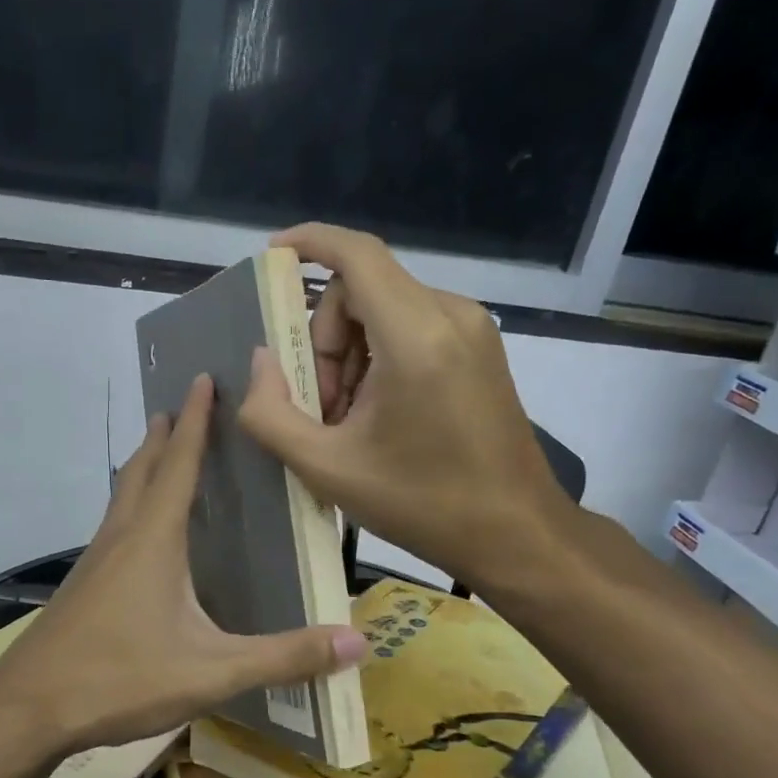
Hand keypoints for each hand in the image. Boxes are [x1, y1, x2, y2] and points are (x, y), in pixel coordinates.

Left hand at [0, 374, 366, 757]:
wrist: (28, 707)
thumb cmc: (120, 678)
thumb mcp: (211, 672)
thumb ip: (283, 658)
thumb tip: (357, 646)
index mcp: (153, 540)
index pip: (179, 464)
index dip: (196, 421)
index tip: (202, 378)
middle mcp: (121, 538)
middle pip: (142, 470)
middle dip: (165, 435)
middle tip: (182, 405)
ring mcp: (95, 561)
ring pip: (122, 497)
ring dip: (144, 467)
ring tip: (162, 453)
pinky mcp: (82, 586)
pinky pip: (114, 527)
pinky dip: (132, 506)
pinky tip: (141, 536)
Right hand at [237, 222, 579, 590]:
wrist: (516, 534)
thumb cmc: (422, 503)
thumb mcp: (326, 468)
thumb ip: (271, 414)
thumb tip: (260, 361)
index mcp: (416, 337)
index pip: (357, 255)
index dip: (309, 243)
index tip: (272, 258)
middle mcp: (450, 315)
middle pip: (362, 289)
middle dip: (324, 339)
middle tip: (320, 406)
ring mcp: (472, 330)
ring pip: (385, 309)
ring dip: (350, 354)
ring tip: (348, 420)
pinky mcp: (480, 348)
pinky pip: (411, 327)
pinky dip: (379, 358)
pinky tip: (377, 414)